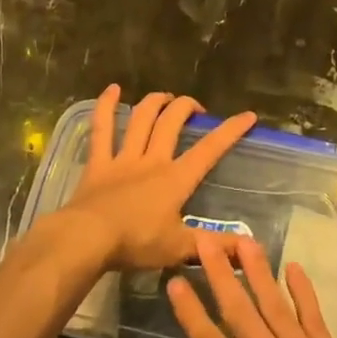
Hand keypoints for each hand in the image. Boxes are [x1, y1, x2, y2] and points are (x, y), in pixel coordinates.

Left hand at [61, 85, 256, 271]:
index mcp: (175, 179)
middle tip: (196, 108)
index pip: (209, 150)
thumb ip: (214, 245)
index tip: (247, 115)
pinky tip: (112, 89)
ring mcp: (123, 158)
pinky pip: (102, 128)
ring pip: (142, 119)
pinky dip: (106, 106)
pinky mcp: (98, 162)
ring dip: (155, 103)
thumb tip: (248, 247)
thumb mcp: (180, 248)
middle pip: (172, 123)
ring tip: (164, 97)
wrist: (88, 238)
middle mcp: (152, 160)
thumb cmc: (136, 243)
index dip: (230, 131)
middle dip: (187, 108)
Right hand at [154, 235, 336, 337]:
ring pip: (274, 302)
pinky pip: (313, 315)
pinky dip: (302, 290)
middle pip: (238, 308)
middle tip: (205, 239)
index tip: (174, 281)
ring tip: (242, 239)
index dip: (189, 309)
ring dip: (257, 269)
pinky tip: (292, 267)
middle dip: (219, 271)